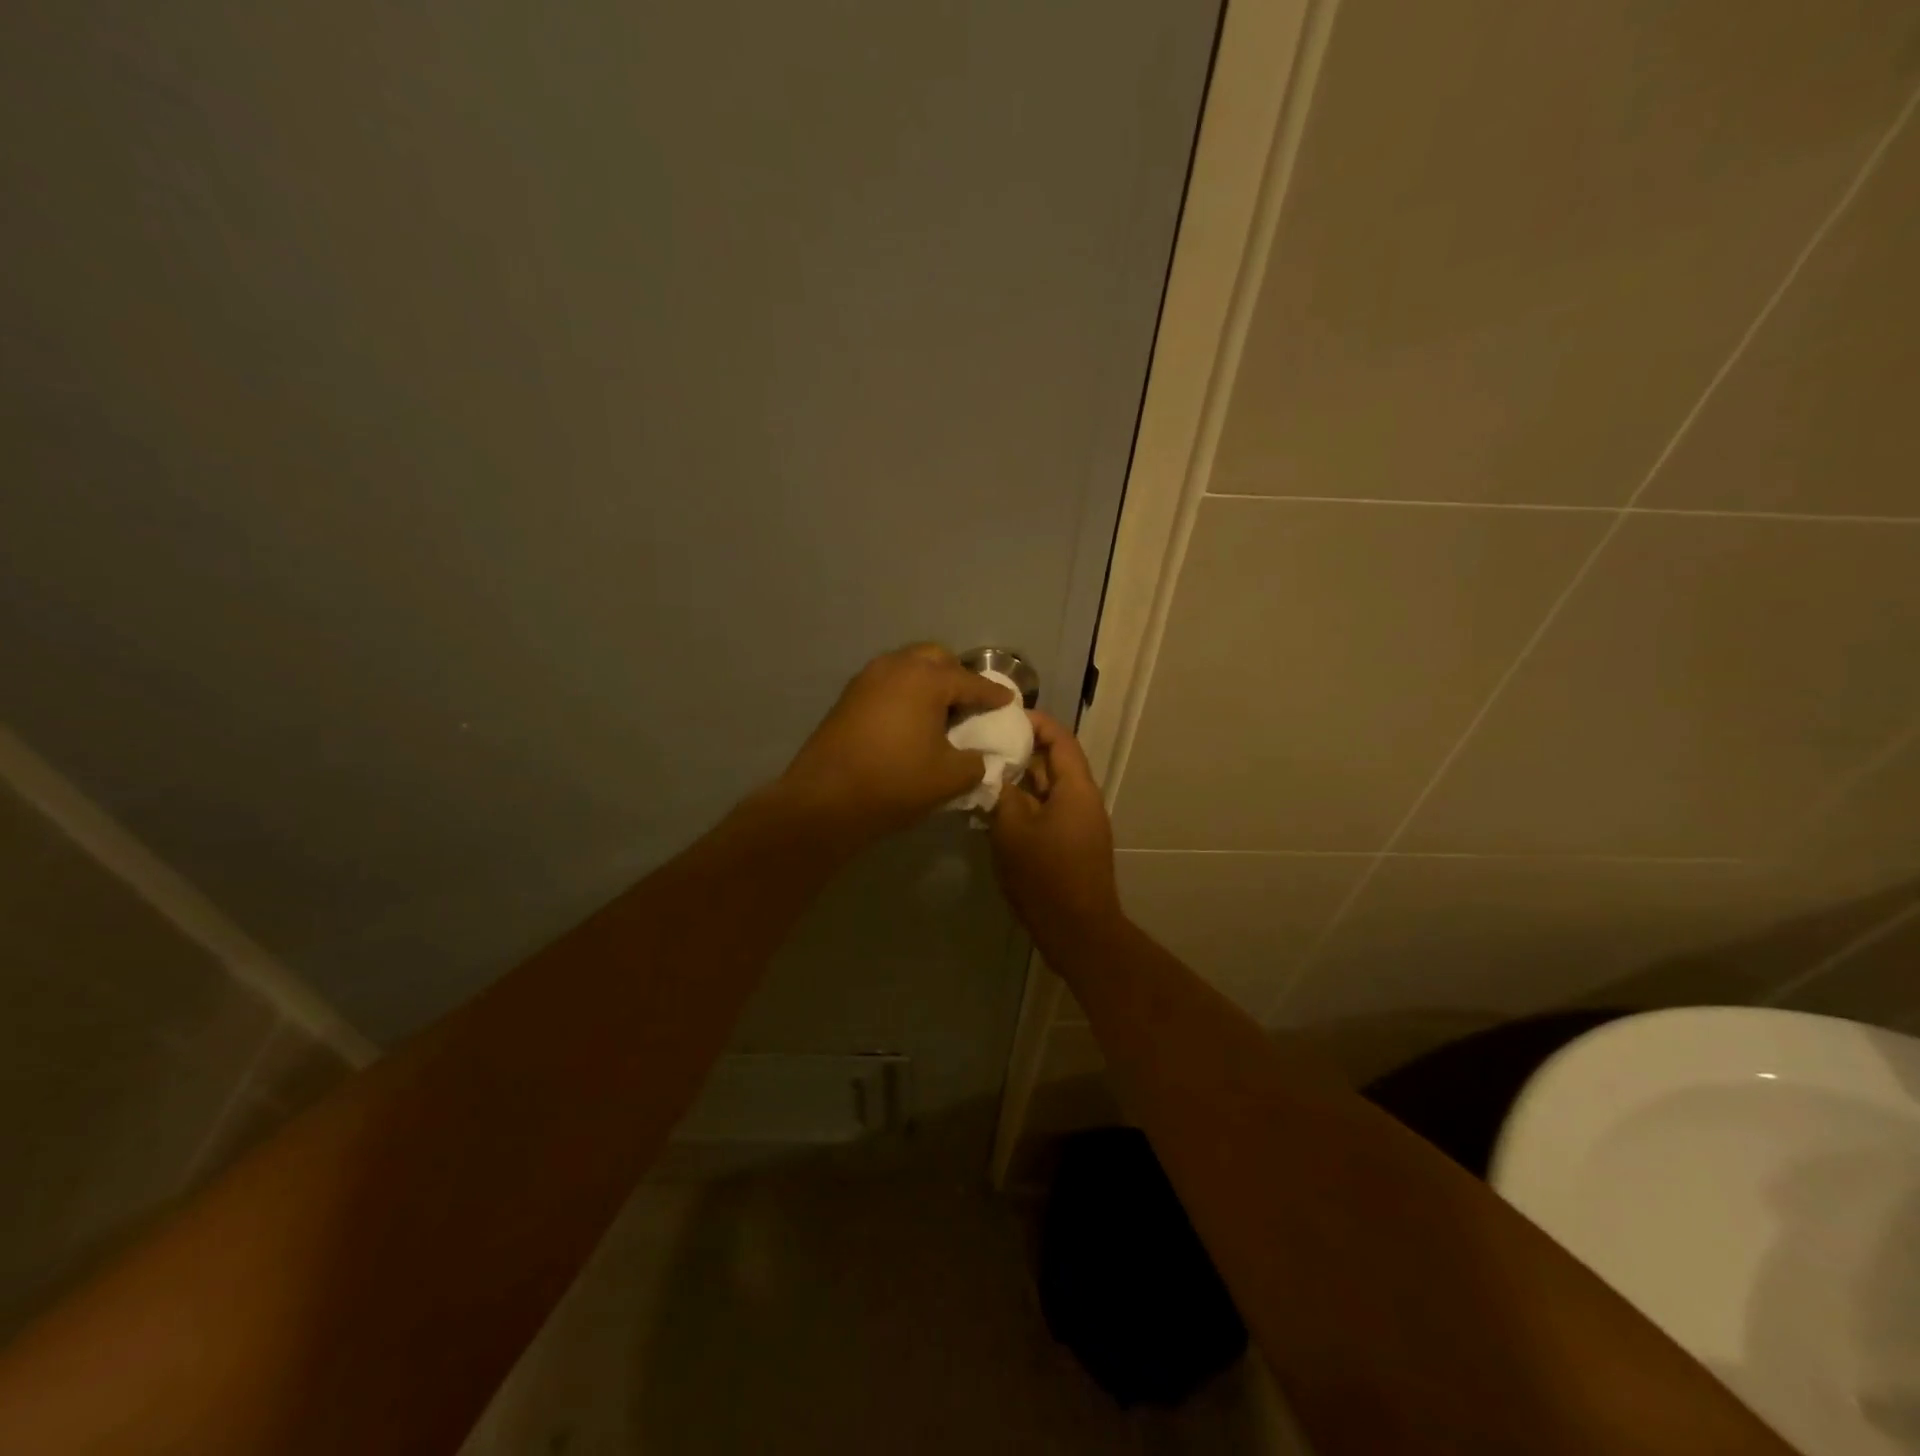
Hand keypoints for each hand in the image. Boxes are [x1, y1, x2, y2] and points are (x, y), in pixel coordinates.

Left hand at [776, 644, 1012, 844]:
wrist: (826, 799)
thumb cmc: (895, 782)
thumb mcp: (950, 777)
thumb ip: (977, 762)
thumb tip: (981, 757)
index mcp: (926, 679)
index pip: (971, 682)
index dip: (993, 694)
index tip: (1009, 701)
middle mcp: (896, 666)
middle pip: (936, 659)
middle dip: (958, 676)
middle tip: (971, 702)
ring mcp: (867, 678)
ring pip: (908, 666)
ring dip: (929, 682)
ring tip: (942, 711)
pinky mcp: (849, 696)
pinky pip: (888, 682)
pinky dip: (906, 692)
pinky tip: (911, 720)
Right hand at [989, 710, 1121, 941]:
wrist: (1077, 931)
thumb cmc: (1046, 876)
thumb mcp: (1013, 830)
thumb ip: (1001, 794)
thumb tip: (992, 771)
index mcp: (1076, 788)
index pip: (1059, 738)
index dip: (1034, 721)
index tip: (1002, 715)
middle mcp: (1083, 799)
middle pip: (1054, 762)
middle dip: (1021, 749)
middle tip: (984, 741)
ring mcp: (1079, 823)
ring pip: (1048, 788)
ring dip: (1020, 778)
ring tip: (983, 770)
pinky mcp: (1071, 844)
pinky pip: (1047, 810)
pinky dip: (1025, 802)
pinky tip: (995, 807)